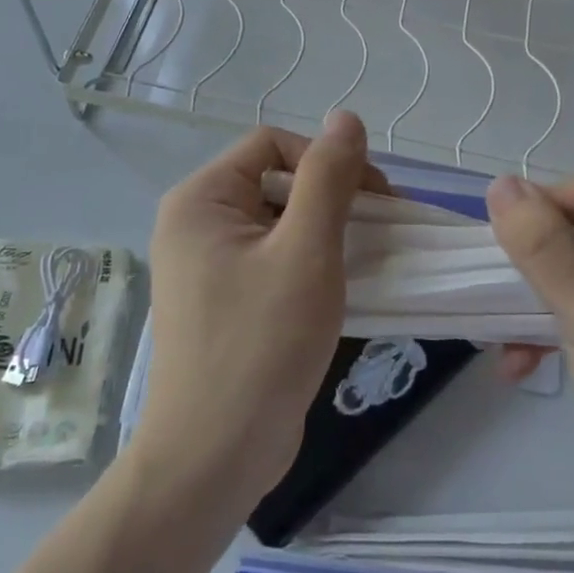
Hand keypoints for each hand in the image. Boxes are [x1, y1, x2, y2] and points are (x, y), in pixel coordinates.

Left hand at [133, 111, 382, 514]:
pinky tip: (340, 286)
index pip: (273, 145)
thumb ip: (328, 178)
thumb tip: (346, 117)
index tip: (375, 198)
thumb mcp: (306, 251)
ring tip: (366, 259)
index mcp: (201, 199)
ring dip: (326, 232)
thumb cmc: (262, 344)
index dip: (326, 159)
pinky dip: (309, 263)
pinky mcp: (224, 300)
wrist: (215, 455)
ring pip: (278, 223)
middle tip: (377, 231)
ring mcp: (206, 265)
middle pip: (275, 182)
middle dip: (331, 197)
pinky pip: (272, 259)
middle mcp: (195, 223)